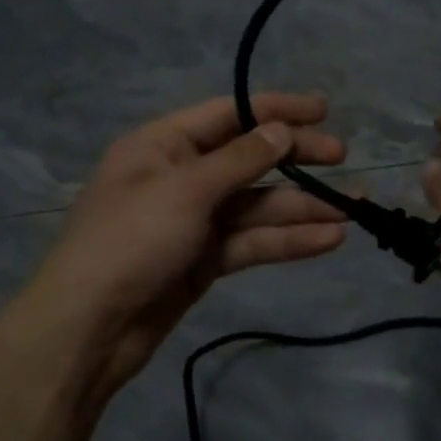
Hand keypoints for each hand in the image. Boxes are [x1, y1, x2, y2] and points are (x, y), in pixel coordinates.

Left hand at [13, 92, 347, 401]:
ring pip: (256, 205)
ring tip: (353, 210)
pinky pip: (251, 241)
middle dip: (295, 158)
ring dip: (301, 207)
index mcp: (163, 145)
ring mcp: (194, 220)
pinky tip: (327, 240)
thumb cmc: (130, 241)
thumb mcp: (186, 190)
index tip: (323, 110)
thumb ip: (241, 159)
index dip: (276, 110)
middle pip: (248, 159)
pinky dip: (286, 240)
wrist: (88, 330)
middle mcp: (181, 176)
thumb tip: (283, 130)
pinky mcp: (205, 259)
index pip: (228, 114)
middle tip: (341, 158)